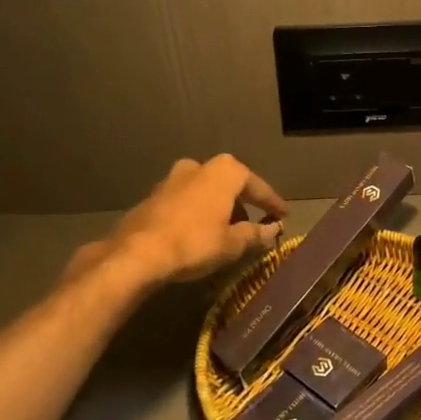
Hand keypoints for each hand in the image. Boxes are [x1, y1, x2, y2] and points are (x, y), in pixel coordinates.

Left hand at [93, 154, 286, 284]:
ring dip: (218, 207)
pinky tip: (198, 232)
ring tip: (225, 230)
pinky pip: (186, 201)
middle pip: (230, 184)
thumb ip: (256, 234)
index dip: (272, 203)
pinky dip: (198, 212)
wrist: (137, 253)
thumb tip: (274, 230)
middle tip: (253, 224)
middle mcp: (199, 166)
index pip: (258, 186)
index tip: (283, 215)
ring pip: (206, 191)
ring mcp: (173, 178)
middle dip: (243, 203)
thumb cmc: (194, 243)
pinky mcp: (154, 195)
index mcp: (225, 171)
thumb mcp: (232, 243)